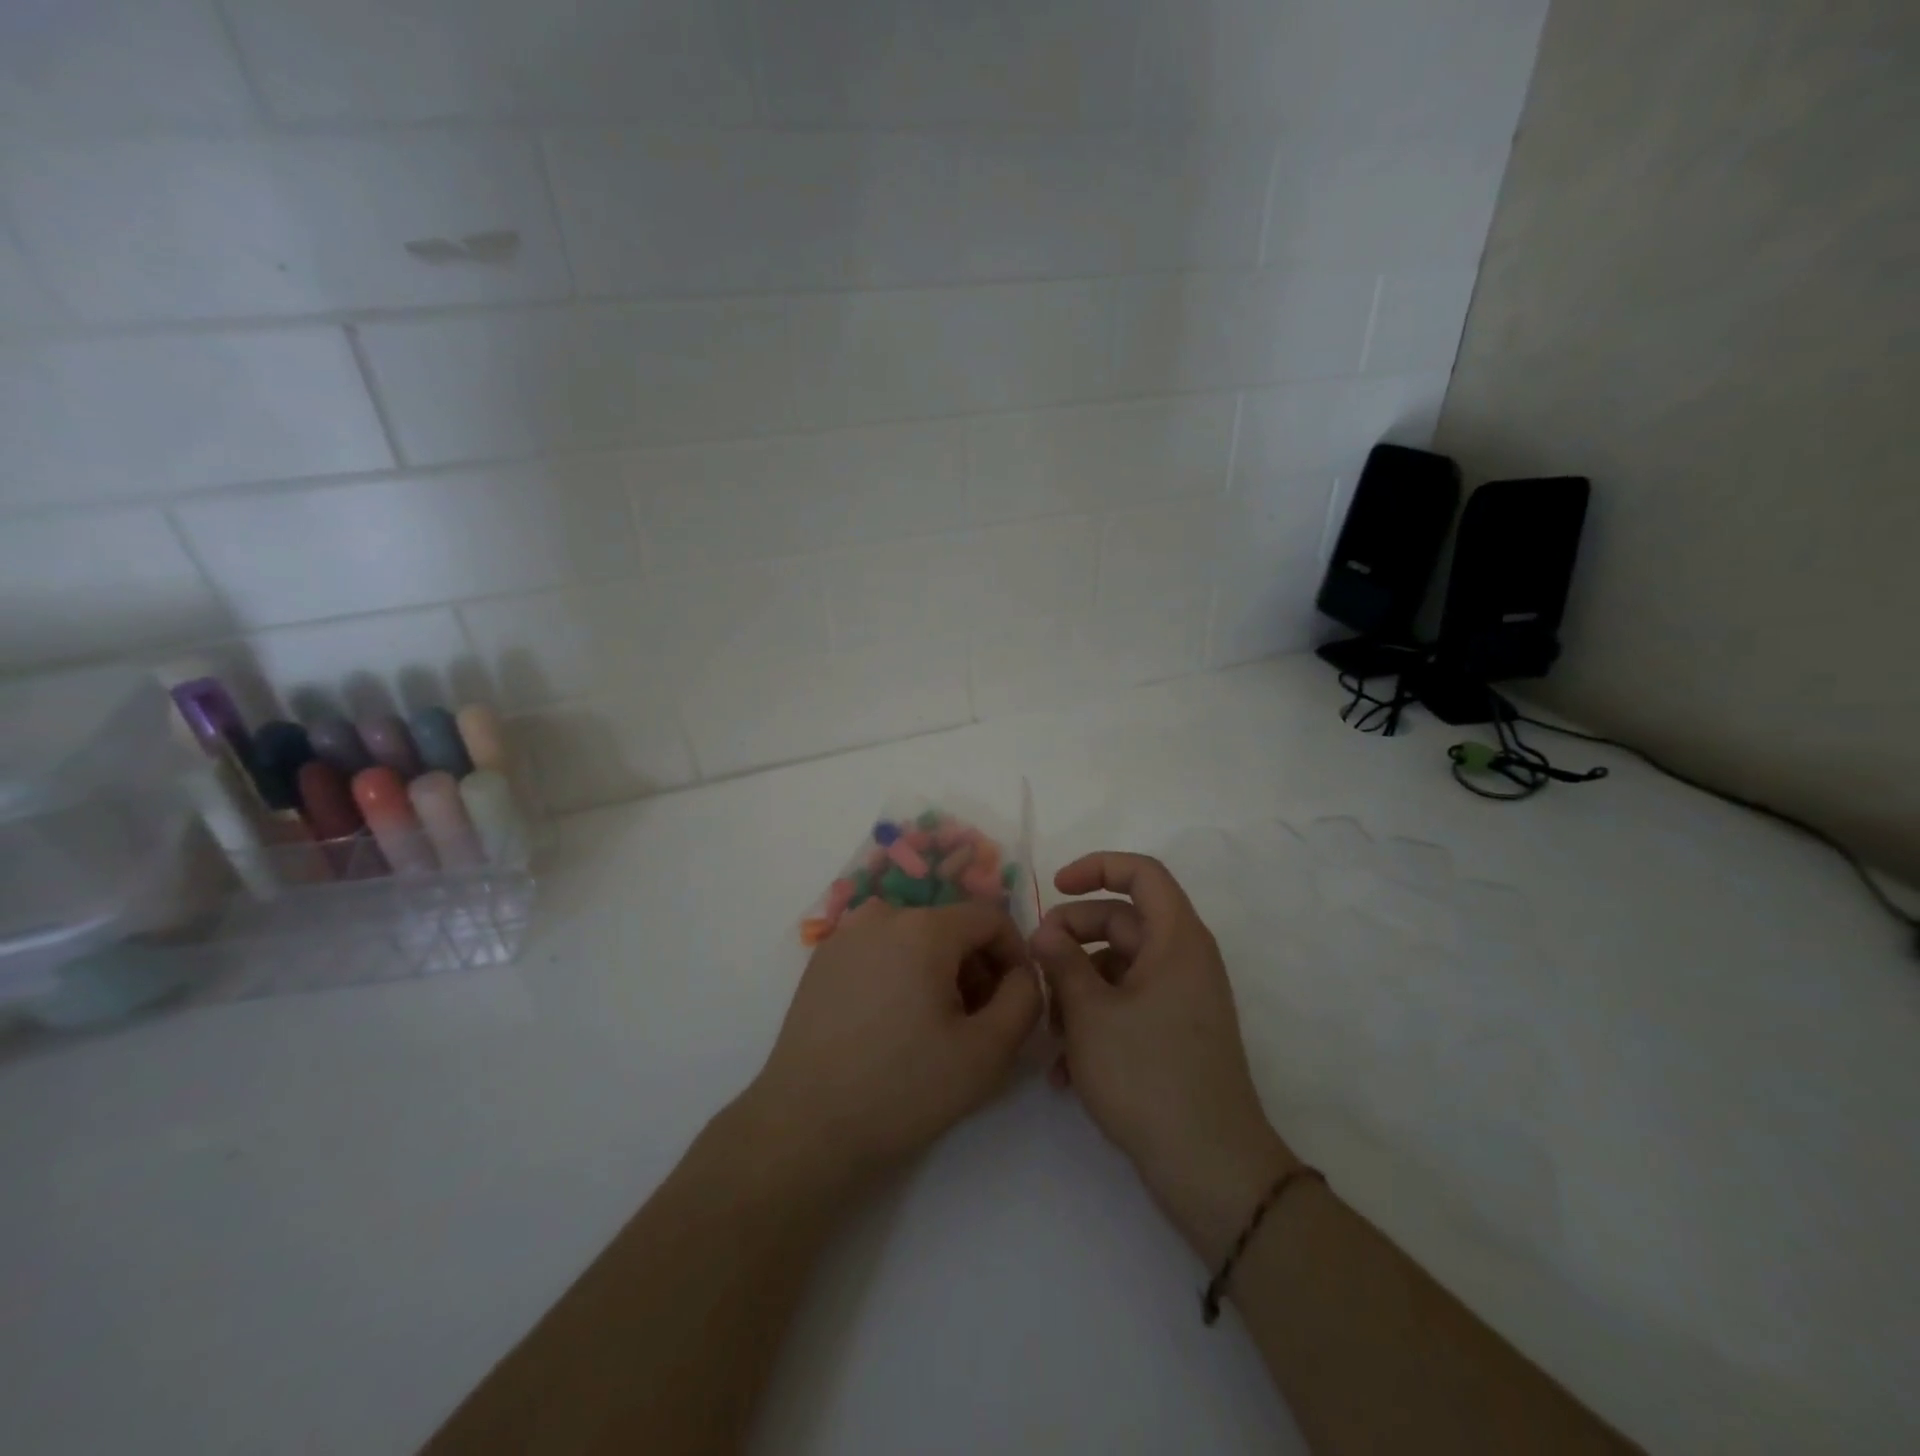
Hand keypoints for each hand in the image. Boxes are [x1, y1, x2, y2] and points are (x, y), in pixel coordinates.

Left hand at [746, 900, 1041, 1178]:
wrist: (806, 1125)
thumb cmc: (903, 1087)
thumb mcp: (988, 1051)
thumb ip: (1025, 998)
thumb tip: (1022, 973)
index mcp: (923, 927)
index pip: (991, 917)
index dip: (1014, 955)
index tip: (1015, 999)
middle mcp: (882, 915)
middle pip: (951, 926)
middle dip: (976, 967)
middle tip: (978, 1022)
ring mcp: (846, 934)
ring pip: (915, 938)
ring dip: (939, 971)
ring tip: (936, 1027)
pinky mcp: (822, 959)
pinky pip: (881, 950)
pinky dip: (902, 973)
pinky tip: (895, 1024)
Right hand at [1031, 853, 1296, 1263]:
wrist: (1209, 1167)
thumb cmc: (1148, 1075)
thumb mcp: (1091, 1014)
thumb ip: (1062, 962)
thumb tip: (1044, 932)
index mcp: (1176, 939)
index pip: (1142, 873)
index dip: (1097, 867)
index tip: (1055, 886)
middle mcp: (1184, 960)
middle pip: (1121, 922)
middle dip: (1072, 938)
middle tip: (1034, 963)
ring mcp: (1181, 999)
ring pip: (1119, 968)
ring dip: (1078, 988)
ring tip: (1048, 1029)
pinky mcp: (1174, 1034)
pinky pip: (1128, 1005)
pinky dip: (1096, 1020)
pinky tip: (1063, 1067)